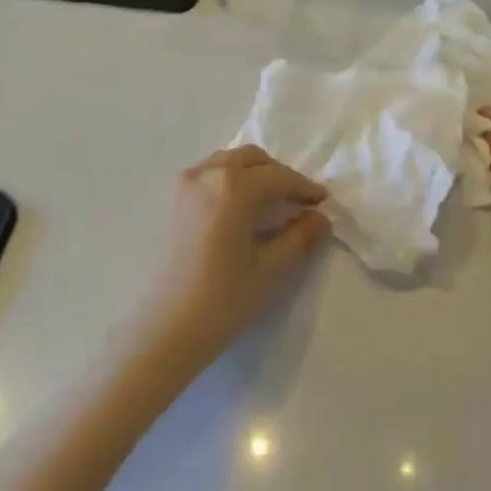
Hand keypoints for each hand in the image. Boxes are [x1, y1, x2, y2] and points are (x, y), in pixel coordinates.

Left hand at [140, 146, 331, 360]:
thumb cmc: (223, 301)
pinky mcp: (173, 199)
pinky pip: (211, 173)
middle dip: (279, 176)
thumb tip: (321, 217)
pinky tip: (242, 209)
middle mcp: (207, 173)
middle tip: (299, 204)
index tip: (323, 202)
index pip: (279, 177)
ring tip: (272, 205)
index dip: (305, 188)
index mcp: (233, 187)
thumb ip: (301, 237)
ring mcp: (185, 183)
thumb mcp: (272, 270)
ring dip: (255, 175)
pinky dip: (232, 180)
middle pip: (253, 160)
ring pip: (230, 162)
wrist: (166, 330)